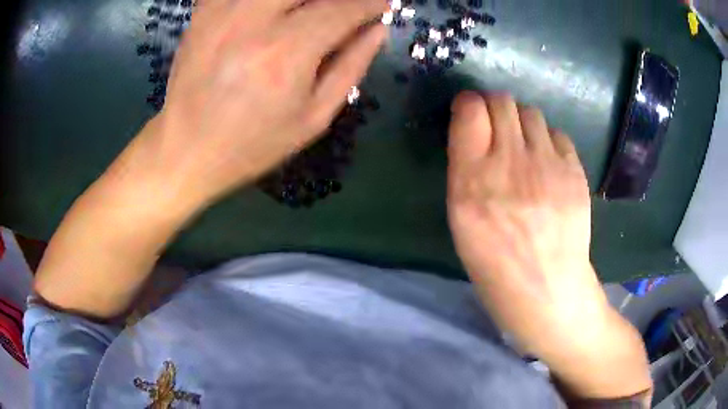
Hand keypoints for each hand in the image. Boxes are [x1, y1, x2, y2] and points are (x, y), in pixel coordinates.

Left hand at [125, 0, 386, 210]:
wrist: (186, 149)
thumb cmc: (253, 143)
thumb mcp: (313, 118)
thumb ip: (351, 66)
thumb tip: (377, 29)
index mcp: (286, 52)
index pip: (342, 9)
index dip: (369, 3)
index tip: (381, 4)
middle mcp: (253, 21)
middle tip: (343, 8)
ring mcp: (223, 11)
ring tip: (307, 14)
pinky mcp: (204, 12)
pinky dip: (264, 1)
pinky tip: (271, 14)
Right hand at [447, 91, 650, 399]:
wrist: (547, 289)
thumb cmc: (495, 264)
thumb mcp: (461, 220)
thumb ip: (465, 170)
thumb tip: (475, 133)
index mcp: (473, 180)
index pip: (470, 110)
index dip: (468, 103)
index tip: (470, 113)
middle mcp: (510, 163)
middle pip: (502, 101)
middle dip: (495, 105)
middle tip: (497, 125)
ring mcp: (548, 165)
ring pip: (532, 112)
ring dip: (522, 122)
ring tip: (525, 146)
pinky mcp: (574, 171)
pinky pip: (557, 134)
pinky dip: (548, 141)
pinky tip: (547, 163)